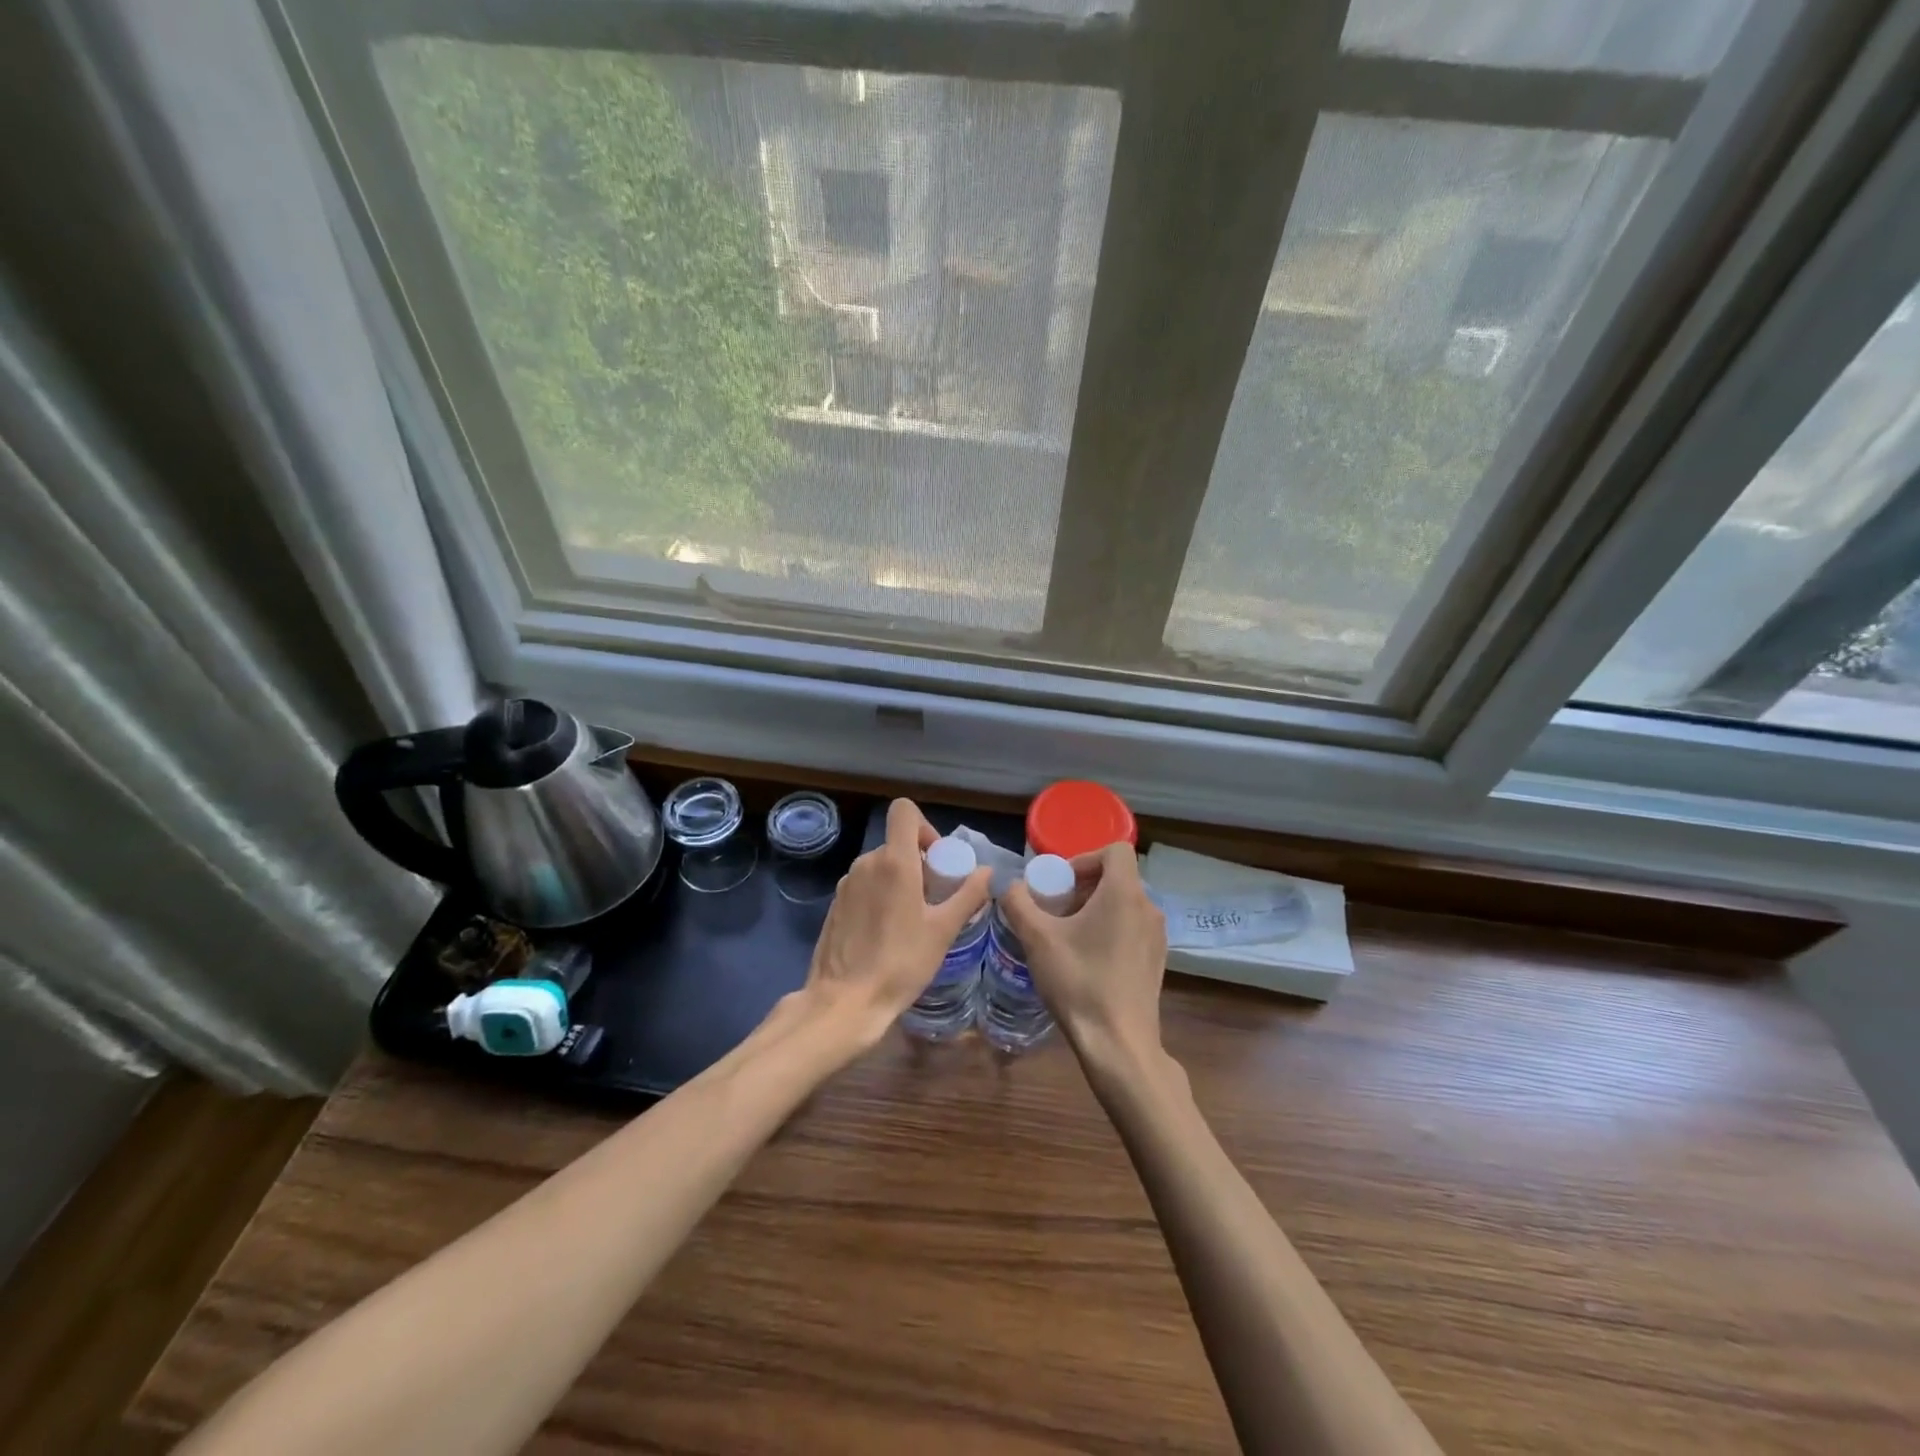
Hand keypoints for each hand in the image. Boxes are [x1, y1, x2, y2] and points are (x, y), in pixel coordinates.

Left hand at [796, 798, 990, 1052]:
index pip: (904, 811)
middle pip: (896, 843)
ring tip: (912, 919)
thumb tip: (987, 872)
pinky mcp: (835, 905)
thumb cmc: (901, 963)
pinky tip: (887, 933)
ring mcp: (846, 884)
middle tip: (934, 898)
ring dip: (899, 881)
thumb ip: (968, 895)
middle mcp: (866, 863)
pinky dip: (879, 897)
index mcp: (894, 862)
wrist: (844, 1002)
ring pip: (879, 866)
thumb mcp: (943, 931)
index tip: (937, 860)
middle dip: (918, 862)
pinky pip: (864, 886)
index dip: (925, 826)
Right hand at [1001, 842, 1169, 1073]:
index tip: (1061, 883)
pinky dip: (1110, 930)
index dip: (1085, 858)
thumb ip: (1018, 903)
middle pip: (1118, 877)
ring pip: (1125, 904)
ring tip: (1068, 936)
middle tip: (1056, 910)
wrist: (1118, 1044)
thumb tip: (1008, 885)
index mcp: (1125, 893)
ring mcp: (1157, 936)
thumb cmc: (1079, 982)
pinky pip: (1133, 928)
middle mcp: (1148, 908)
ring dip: (1096, 909)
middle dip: (1084, 886)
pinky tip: (1088, 960)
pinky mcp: (1157, 961)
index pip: (1116, 850)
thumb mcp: (1037, 939)